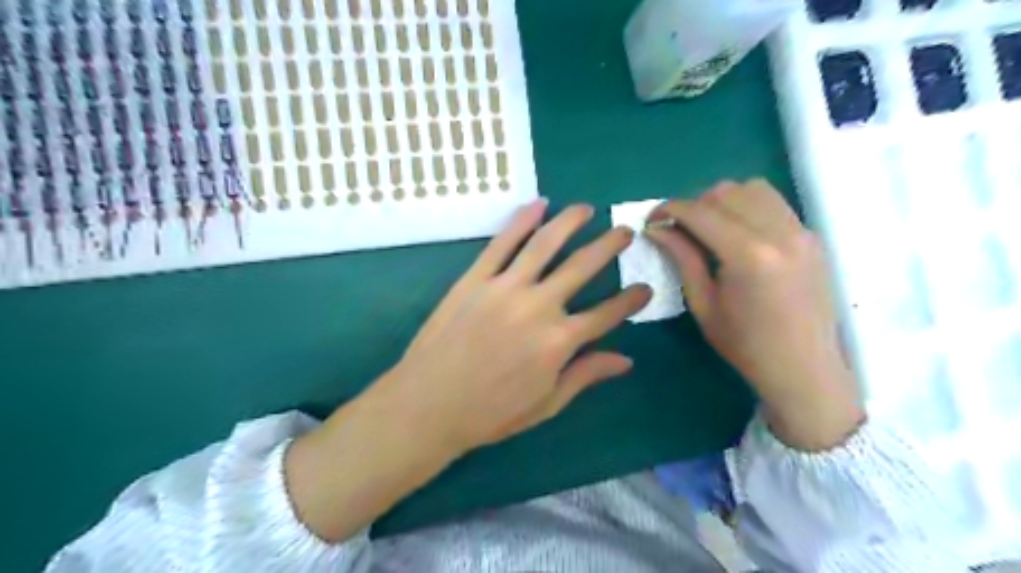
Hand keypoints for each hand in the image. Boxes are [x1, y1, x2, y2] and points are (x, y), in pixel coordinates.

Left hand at [379, 199, 647, 455]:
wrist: (428, 405)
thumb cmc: (490, 412)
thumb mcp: (546, 404)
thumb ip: (585, 376)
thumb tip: (626, 360)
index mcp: (560, 342)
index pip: (607, 313)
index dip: (631, 300)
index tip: (646, 287)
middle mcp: (539, 306)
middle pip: (583, 267)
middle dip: (609, 246)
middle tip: (625, 231)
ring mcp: (505, 287)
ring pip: (545, 244)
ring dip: (570, 222)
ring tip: (586, 209)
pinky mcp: (475, 279)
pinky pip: (501, 243)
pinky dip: (521, 221)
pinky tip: (538, 205)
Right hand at [644, 182, 858, 449]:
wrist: (803, 367)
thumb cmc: (745, 344)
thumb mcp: (703, 303)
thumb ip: (681, 258)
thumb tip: (657, 229)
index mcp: (749, 255)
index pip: (700, 212)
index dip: (669, 209)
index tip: (652, 220)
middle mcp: (779, 233)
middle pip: (726, 192)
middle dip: (694, 204)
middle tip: (678, 229)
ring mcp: (801, 231)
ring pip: (752, 189)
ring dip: (722, 201)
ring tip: (709, 228)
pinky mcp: (811, 236)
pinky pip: (773, 203)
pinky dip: (747, 207)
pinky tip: (738, 234)